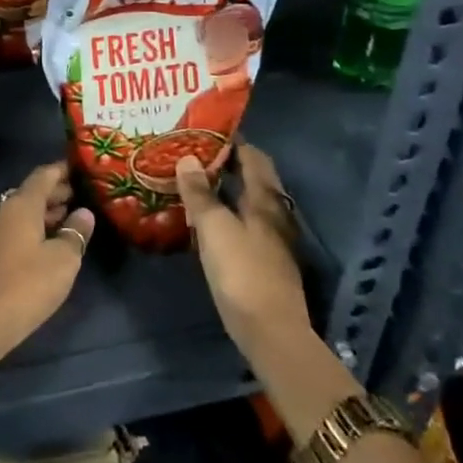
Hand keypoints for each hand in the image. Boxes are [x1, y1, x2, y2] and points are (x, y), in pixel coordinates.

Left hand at [0, 162, 95, 358]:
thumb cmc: (27, 283)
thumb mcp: (63, 259)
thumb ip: (75, 233)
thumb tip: (83, 213)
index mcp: (21, 204)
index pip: (43, 175)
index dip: (62, 170)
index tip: (81, 169)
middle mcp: (3, 210)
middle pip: (31, 192)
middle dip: (56, 192)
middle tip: (81, 195)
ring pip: (23, 212)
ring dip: (45, 212)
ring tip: (70, 219)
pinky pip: (15, 229)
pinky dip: (34, 229)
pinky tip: (49, 244)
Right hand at [174, 144, 310, 360]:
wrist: (270, 332)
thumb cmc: (242, 272)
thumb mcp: (214, 228)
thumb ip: (199, 193)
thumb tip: (187, 158)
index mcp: (266, 199)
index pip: (253, 156)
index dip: (233, 141)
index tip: (205, 130)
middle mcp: (275, 214)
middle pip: (254, 178)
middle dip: (228, 163)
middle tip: (194, 154)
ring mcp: (273, 239)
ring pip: (249, 202)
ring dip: (227, 189)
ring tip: (195, 183)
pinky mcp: (265, 260)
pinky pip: (246, 223)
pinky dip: (228, 212)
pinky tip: (207, 220)